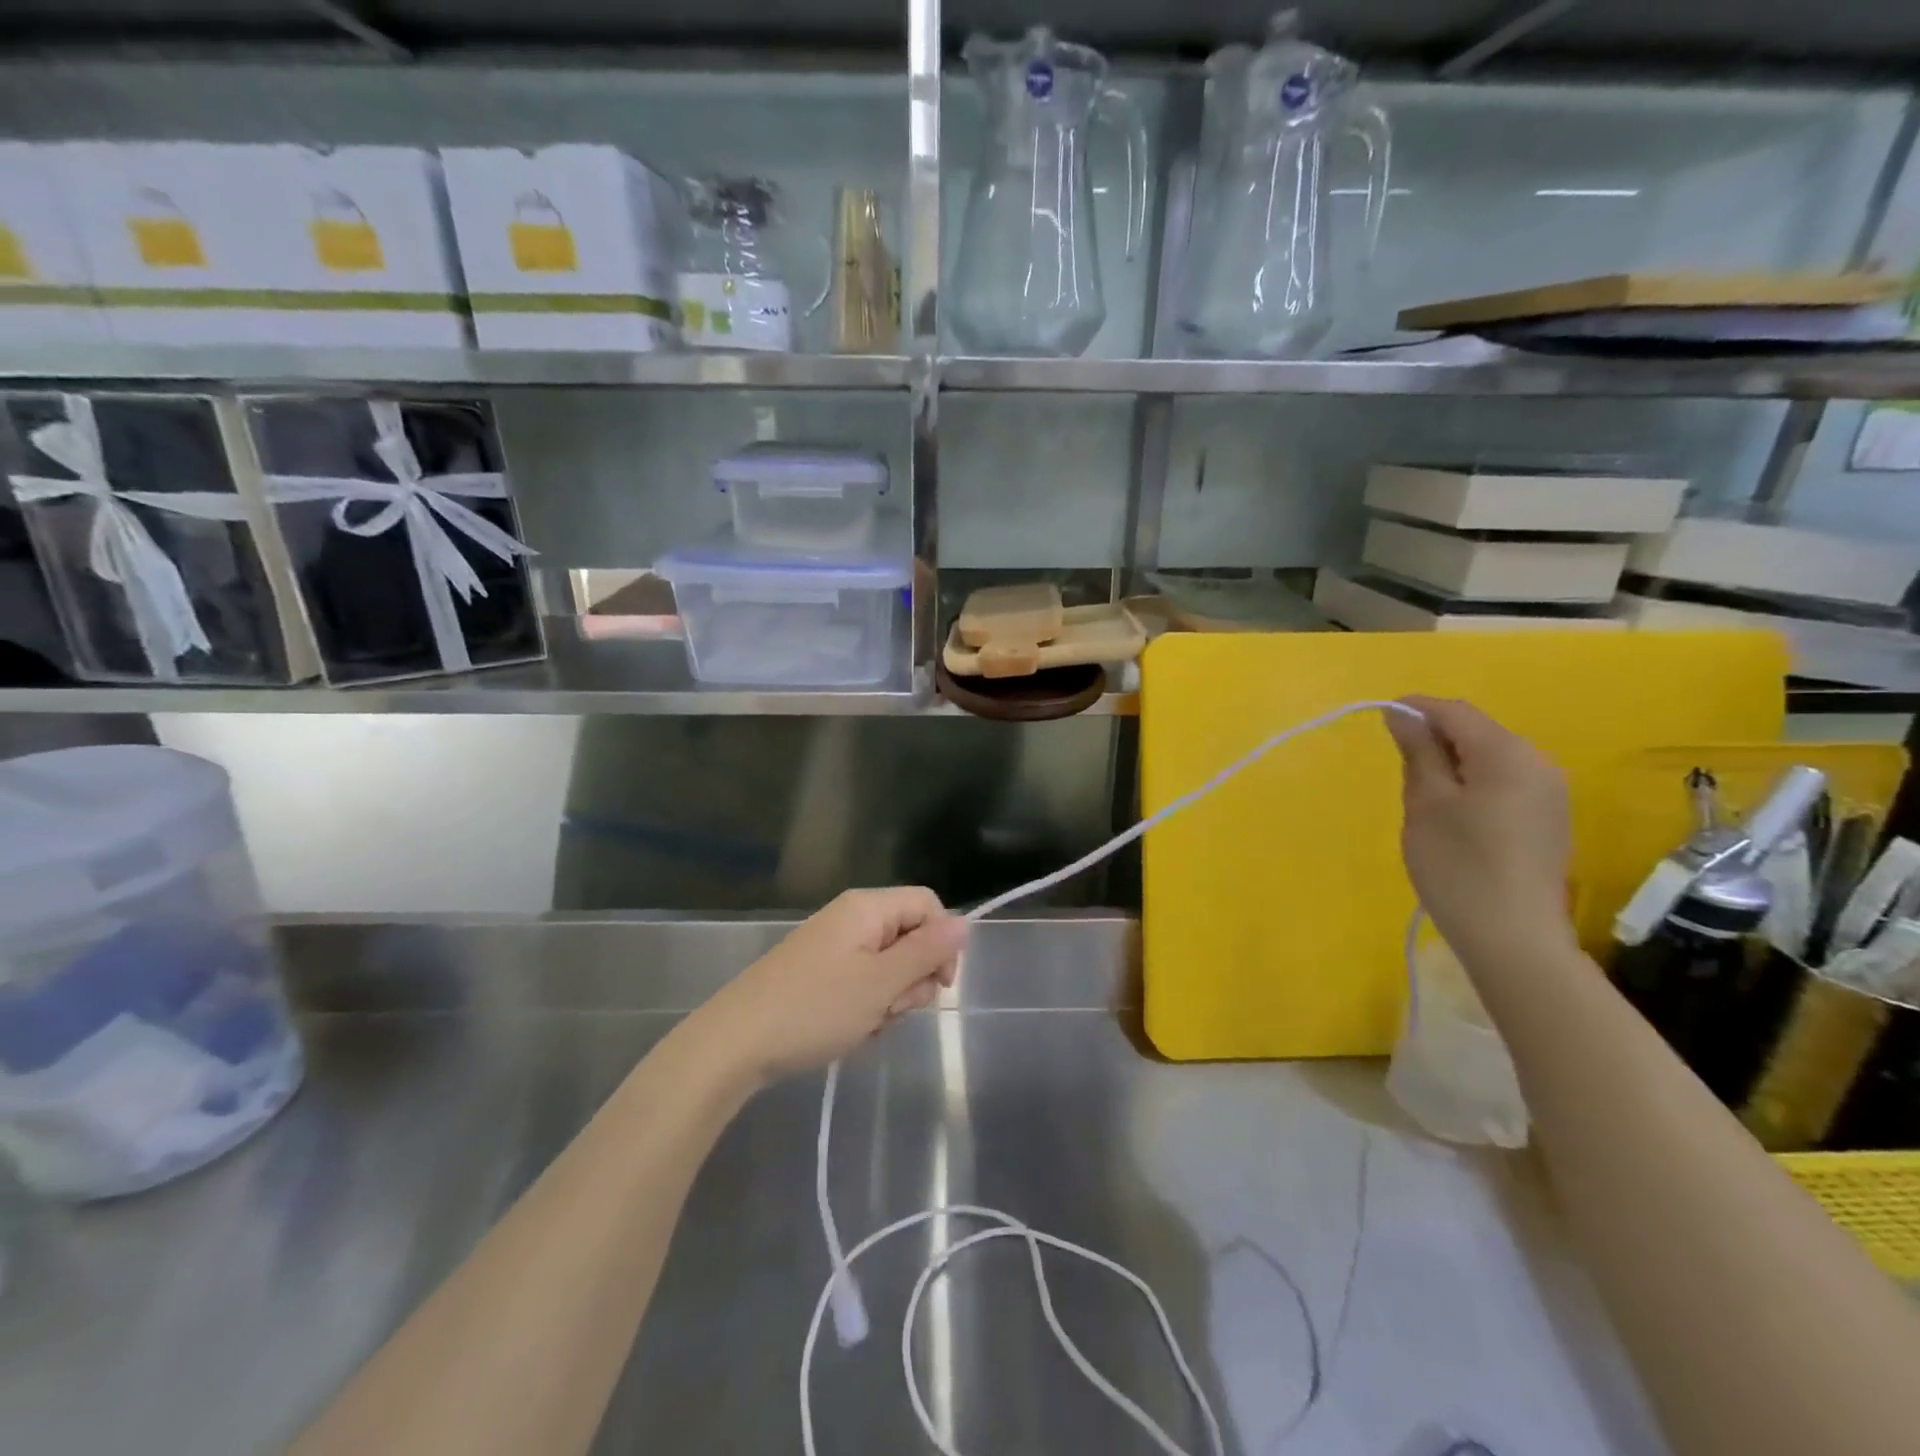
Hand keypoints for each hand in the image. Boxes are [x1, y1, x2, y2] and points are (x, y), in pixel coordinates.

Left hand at [696, 887, 969, 1083]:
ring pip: (889, 967)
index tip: (940, 985)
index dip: (943, 942)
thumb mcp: (880, 982)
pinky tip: (847, 1031)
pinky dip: (864, 1008)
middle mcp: (852, 918)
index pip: (929, 905)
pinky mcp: (819, 974)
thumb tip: (965, 923)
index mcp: (867, 908)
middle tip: (888, 1009)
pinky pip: (862, 984)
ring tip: (863, 1024)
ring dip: (888, 1000)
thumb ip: (926, 951)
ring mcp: (833, 947)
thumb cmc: (814, 1008)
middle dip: (911, 979)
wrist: (735, 1043)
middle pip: (910, 937)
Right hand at [1386, 696, 1575, 963]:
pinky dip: (1473, 784)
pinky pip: (1504, 783)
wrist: (1514, 938)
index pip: (1455, 712)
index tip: (1380, 718)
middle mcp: (1539, 764)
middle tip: (1397, 765)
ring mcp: (1550, 794)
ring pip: (1491, 759)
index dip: (1416, 708)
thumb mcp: (1426, 804)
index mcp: (1508, 754)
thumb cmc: (1458, 866)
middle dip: (1435, 738)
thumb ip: (1417, 752)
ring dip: (1452, 764)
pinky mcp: (1549, 820)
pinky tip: (1453, 816)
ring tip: (1421, 794)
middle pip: (1478, 733)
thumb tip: (1402, 714)